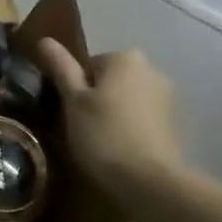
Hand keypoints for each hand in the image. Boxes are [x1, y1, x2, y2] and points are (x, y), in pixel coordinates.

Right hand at [34, 40, 189, 200]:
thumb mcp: (73, 100)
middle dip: (97, 99)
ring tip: (101, 144)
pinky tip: (122, 151)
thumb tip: (45, 39)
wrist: (151, 182)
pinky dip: (132, 129)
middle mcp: (152, 70)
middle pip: (110, 81)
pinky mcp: (176, 125)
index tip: (70, 112)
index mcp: (125, 58)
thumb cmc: (104, 134)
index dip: (74, 89)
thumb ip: (61, 68)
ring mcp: (168, 98)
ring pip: (127, 100)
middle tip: (82, 128)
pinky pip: (143, 119)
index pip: (88, 65)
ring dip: (114, 114)